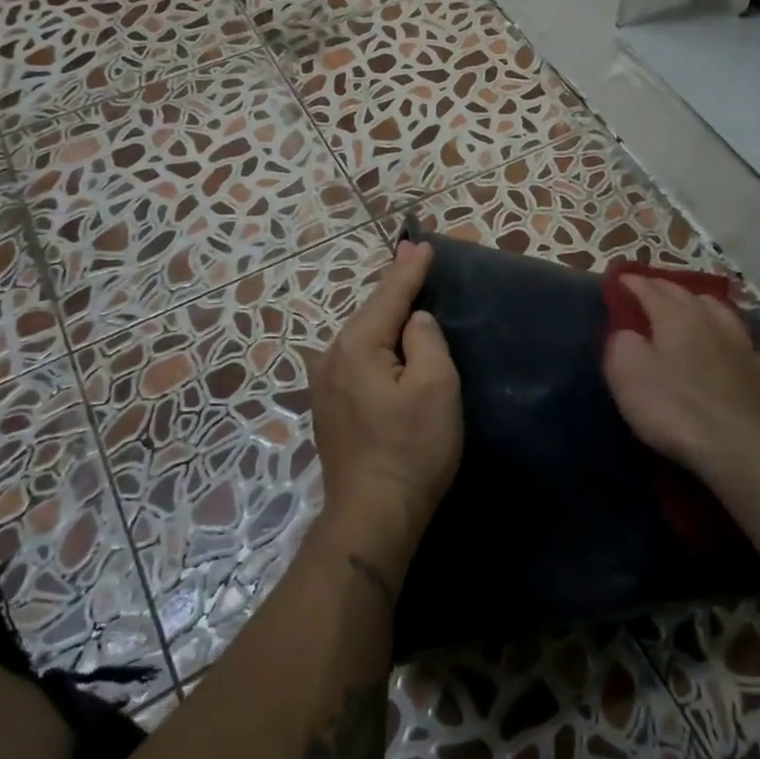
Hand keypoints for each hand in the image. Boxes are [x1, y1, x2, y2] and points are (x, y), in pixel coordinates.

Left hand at [308, 240, 462, 578]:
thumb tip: (414, 320)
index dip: (408, 269)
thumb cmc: (412, 448)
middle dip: (395, 289)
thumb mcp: (435, 387)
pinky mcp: (329, 407)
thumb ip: (426, 341)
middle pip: (370, 313)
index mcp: (356, 346)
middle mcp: (331, 358)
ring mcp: (324, 385)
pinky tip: (388, 344)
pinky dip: (376, 344)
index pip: (388, 295)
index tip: (420, 243)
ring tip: (407, 298)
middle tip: (417, 263)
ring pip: (362, 337)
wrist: (373, 514)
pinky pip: (357, 360)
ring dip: (385, 317)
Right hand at [603, 276, 759, 483]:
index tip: (620, 279)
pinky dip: (756, 343)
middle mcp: (712, 322)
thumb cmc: (673, 408)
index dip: (633, 283)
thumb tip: (627, 333)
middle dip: (665, 288)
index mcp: (675, 319)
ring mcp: (744, 348)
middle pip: (687, 295)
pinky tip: (755, 346)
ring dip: (707, 305)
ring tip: (698, 305)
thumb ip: (621, 344)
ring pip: (725, 313)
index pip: (650, 291)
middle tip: (650, 287)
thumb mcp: (626, 374)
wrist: (737, 446)